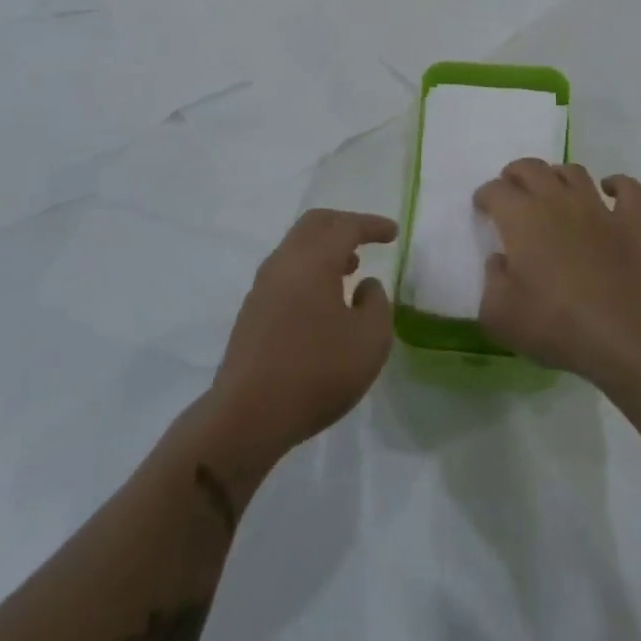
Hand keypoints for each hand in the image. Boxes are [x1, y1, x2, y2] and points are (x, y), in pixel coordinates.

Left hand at [207, 209, 395, 469]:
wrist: (248, 416)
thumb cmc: (316, 372)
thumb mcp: (370, 341)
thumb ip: (377, 304)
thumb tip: (365, 286)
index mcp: (314, 260)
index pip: (346, 226)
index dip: (372, 225)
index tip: (393, 233)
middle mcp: (284, 262)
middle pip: (315, 224)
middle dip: (344, 224)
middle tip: (368, 238)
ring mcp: (262, 286)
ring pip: (296, 247)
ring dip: (325, 248)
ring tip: (349, 269)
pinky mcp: (252, 310)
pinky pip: (286, 271)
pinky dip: (309, 269)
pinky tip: (322, 299)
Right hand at [475, 161, 640, 383]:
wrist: (619, 336)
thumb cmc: (553, 323)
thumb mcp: (498, 315)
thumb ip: (491, 282)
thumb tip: (500, 261)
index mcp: (521, 217)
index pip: (495, 190)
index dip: (485, 196)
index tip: (482, 209)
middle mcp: (557, 201)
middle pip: (532, 168)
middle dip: (516, 174)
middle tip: (511, 190)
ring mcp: (596, 210)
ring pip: (574, 172)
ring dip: (558, 175)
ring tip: (552, 189)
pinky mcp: (629, 225)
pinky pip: (628, 189)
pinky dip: (618, 184)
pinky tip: (609, 190)